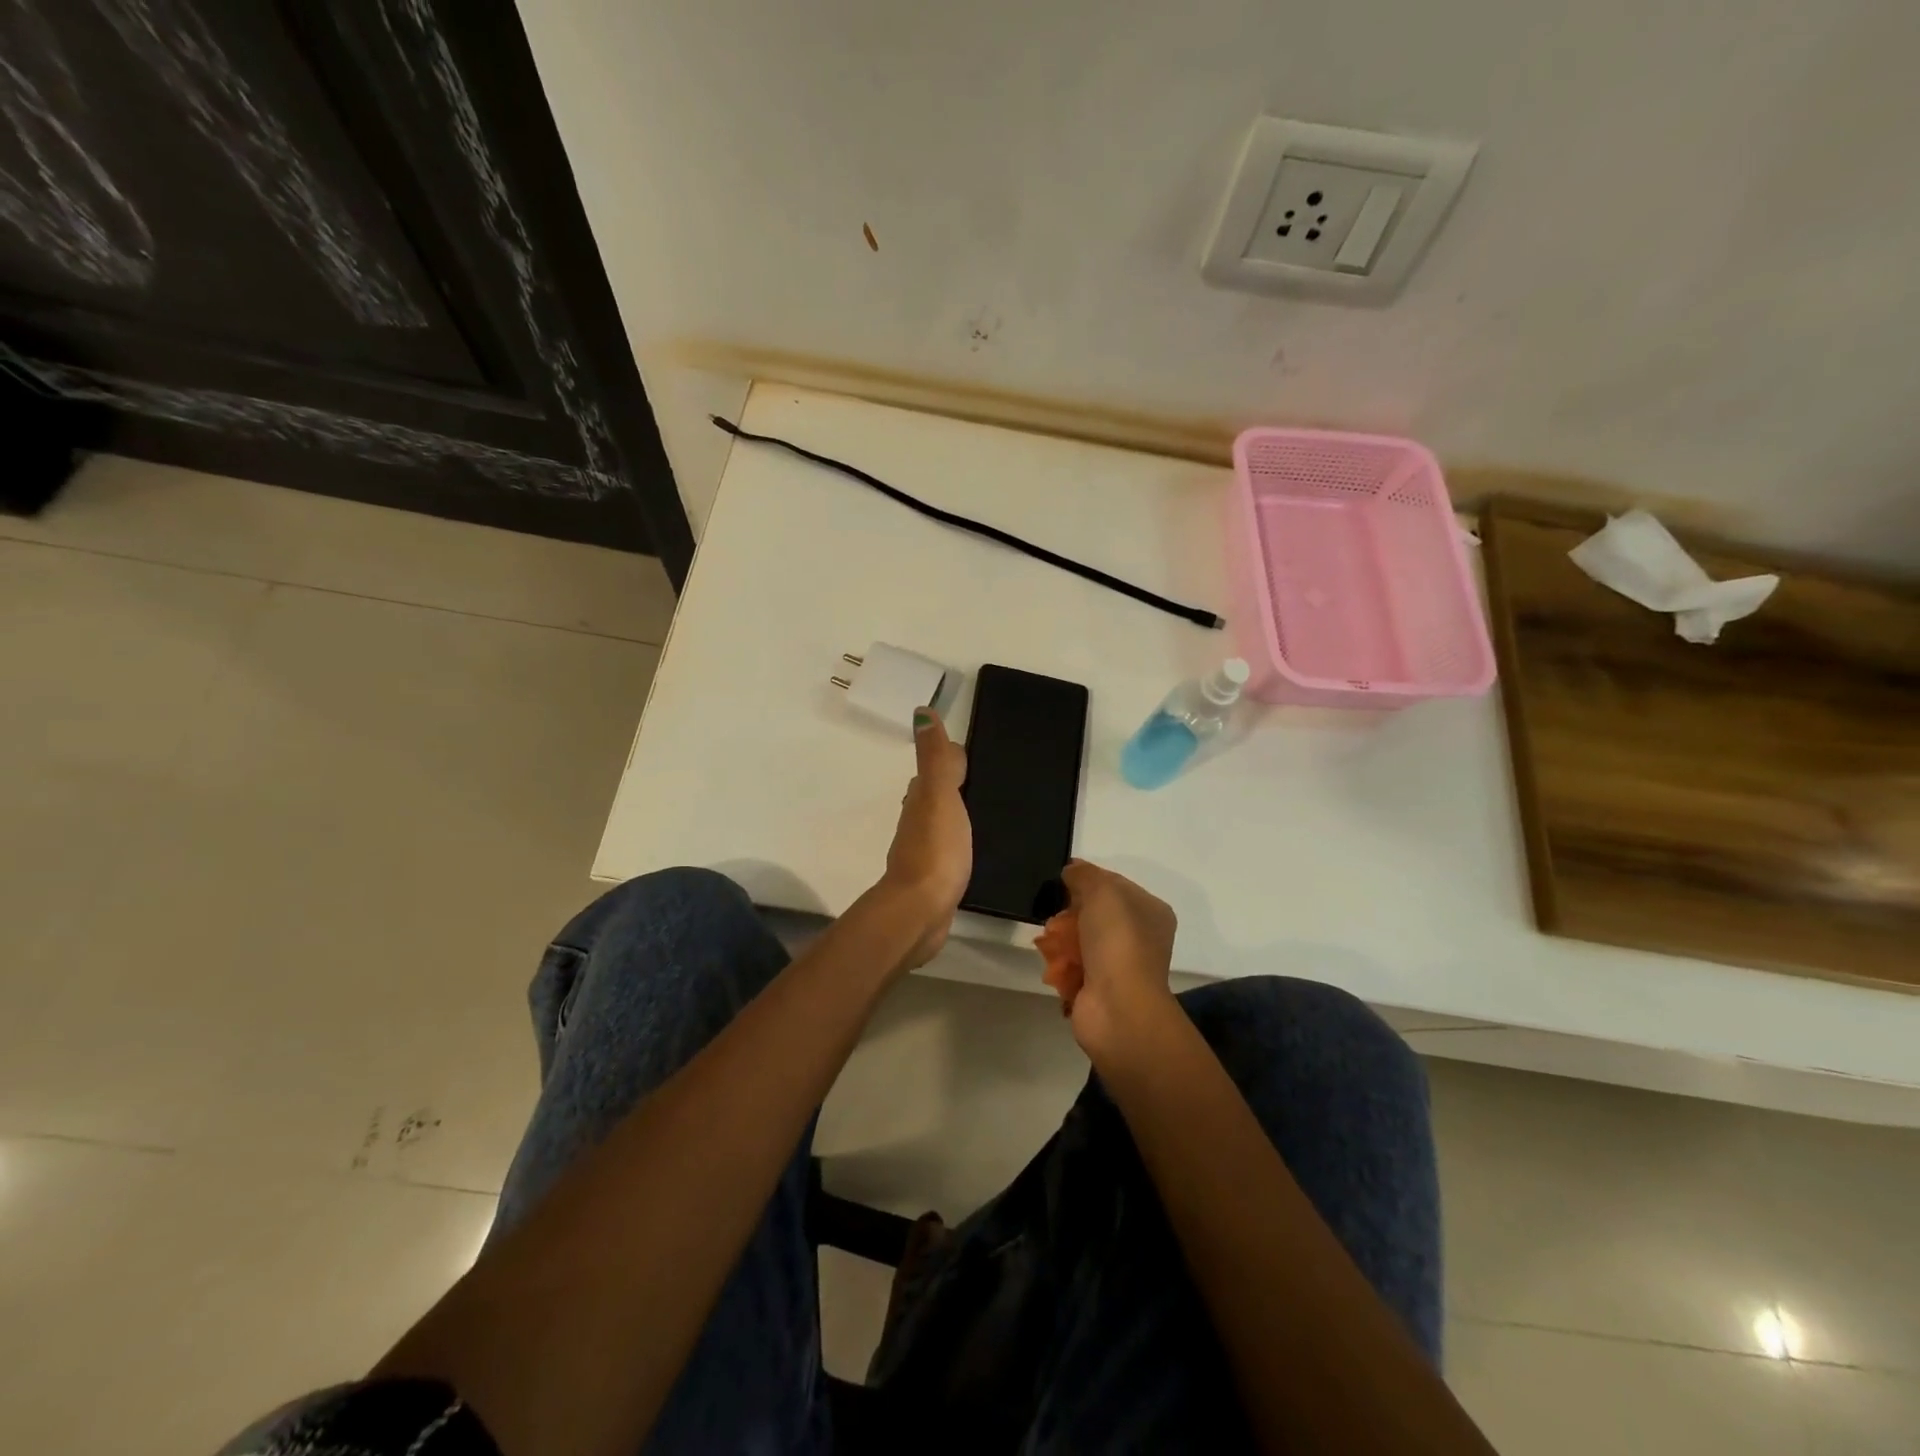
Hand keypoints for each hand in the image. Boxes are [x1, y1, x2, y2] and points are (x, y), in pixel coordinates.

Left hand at [880, 708, 970, 967]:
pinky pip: (947, 850)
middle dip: (954, 785)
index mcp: (920, 799)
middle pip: (935, 795)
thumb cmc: (935, 850)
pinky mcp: (933, 878)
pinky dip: (957, 842)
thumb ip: (935, 759)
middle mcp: (917, 822)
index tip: (974, 755)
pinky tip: (971, 850)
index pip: (936, 770)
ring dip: (955, 815)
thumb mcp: (940, 797)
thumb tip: (922, 712)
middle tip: (987, 782)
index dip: (952, 759)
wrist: (920, 912)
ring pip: (940, 823)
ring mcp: (923, 851)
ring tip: (986, 814)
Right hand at [1060, 859, 1178, 1056]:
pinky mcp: (1099, 986)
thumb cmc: (1117, 942)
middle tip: (1054, 911)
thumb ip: (1085, 874)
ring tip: (1049, 939)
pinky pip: (1073, 965)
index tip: (1062, 878)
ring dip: (1062, 937)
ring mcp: (1120, 964)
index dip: (1088, 878)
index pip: (1115, 884)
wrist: (1118, 1007)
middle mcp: (1139, 936)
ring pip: (1081, 938)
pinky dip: (1060, 962)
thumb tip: (1071, 870)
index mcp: (1150, 911)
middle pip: (1095, 911)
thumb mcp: (1103, 892)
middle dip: (1071, 910)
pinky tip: (1051, 961)